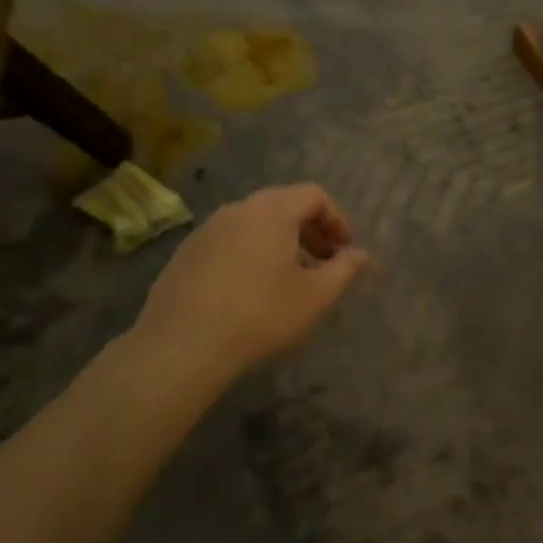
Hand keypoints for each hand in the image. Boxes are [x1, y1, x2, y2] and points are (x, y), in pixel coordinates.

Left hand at [128, 184, 369, 398]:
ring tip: (290, 278)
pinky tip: (251, 290)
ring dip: (280, 242)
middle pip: (283, 205)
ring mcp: (207, 230)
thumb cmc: (260, 315)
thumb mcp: (315, 296)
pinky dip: (251, 253)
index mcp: (272, 211)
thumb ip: (344, 270)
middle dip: (310, 230)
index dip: (336, 219)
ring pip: (254, 223)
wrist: (180, 347)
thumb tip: (361, 255)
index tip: (345, 250)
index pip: (313, 195)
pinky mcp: (186, 253)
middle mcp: (238, 209)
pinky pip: (230, 240)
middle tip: (324, 262)